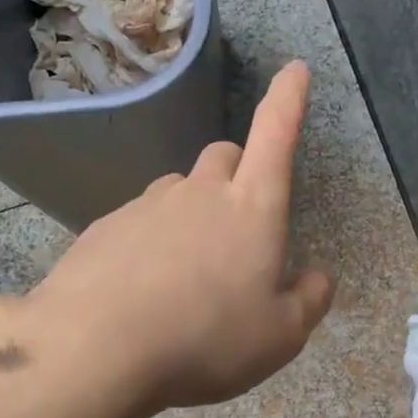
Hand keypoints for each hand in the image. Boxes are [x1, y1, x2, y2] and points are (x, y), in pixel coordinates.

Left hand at [26, 60, 335, 412]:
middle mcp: (199, 192)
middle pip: (224, 156)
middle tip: (239, 223)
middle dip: (238, 173)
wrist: (96, 348)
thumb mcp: (280, 336)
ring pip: (179, 189)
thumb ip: (309, 300)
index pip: (276, 135)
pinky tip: (143, 289)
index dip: (288, 100)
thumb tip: (320, 275)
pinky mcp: (106, 226)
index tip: (294, 69)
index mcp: (251, 208)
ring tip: (188, 272)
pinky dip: (151, 241)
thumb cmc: (206, 339)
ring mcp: (147, 205)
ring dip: (192, 212)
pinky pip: (139, 221)